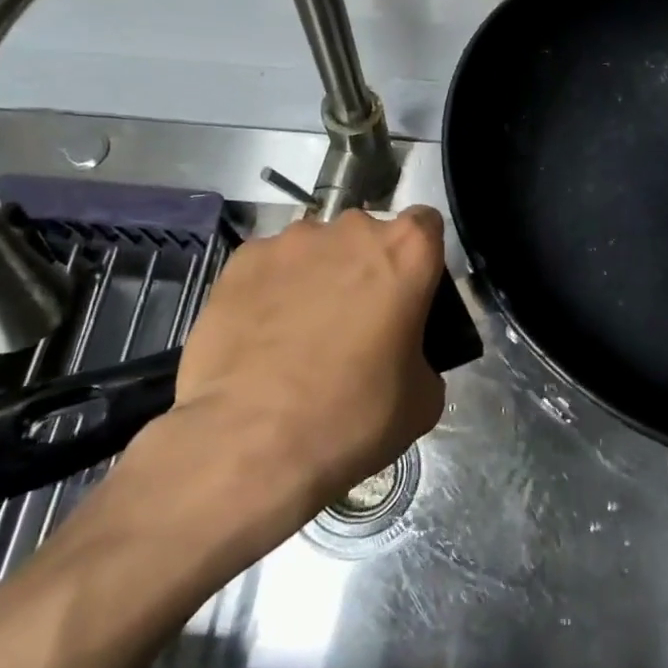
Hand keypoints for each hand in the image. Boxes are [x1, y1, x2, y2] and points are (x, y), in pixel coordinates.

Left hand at [122, 208, 448, 537]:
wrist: (250, 443)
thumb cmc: (352, 417)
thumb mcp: (421, 400)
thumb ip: (423, 358)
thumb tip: (407, 360)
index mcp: (406, 252)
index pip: (426, 224)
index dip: (419, 258)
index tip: (409, 295)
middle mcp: (351, 230)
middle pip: (367, 237)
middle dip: (365, 269)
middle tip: (356, 323)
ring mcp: (291, 241)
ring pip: (316, 250)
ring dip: (317, 277)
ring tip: (299, 333)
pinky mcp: (242, 261)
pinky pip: (269, 267)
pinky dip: (271, 290)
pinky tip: (260, 336)